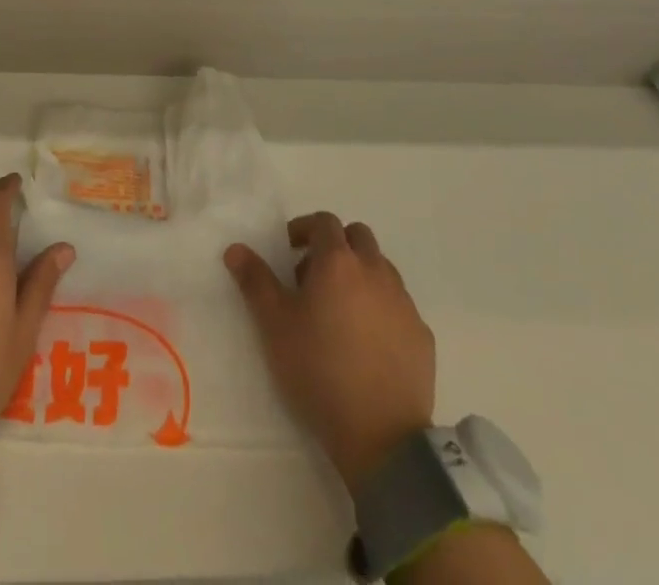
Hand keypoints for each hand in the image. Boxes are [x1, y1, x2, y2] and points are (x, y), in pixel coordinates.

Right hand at [226, 212, 435, 495]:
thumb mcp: (274, 325)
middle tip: (314, 276)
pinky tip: (367, 342)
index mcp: (338, 262)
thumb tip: (235, 249)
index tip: (289, 251)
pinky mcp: (422, 335)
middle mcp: (375, 271)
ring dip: (360, 275)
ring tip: (340, 310)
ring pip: (382, 268)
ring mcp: (404, 302)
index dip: (304, 229)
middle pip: (358, 236)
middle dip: (336, 245)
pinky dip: (381, 308)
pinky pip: (399, 305)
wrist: (381, 438)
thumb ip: (255, 281)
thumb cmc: (318, 370)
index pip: (324, 222)